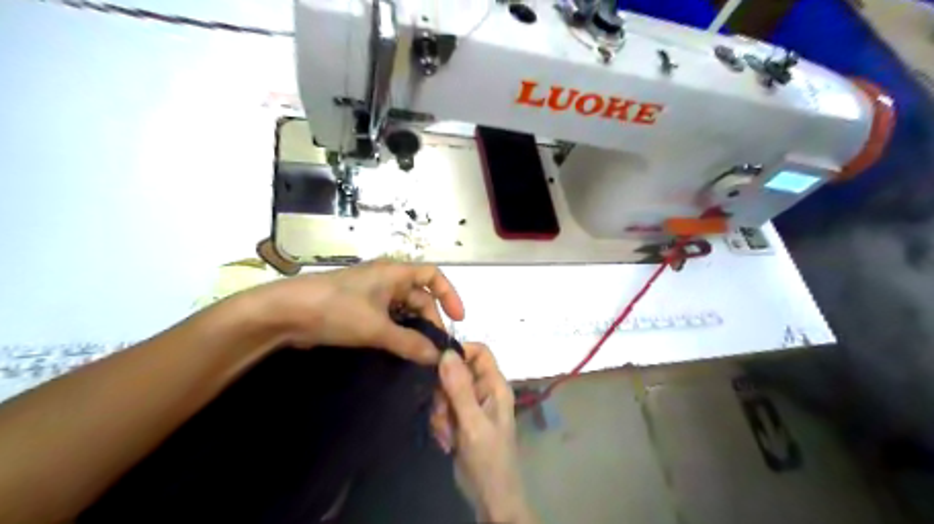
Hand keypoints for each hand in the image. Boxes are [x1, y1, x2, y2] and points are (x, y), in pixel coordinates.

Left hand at [251, 261, 462, 363]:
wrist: (284, 313)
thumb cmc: (335, 309)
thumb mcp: (376, 327)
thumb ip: (409, 342)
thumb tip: (437, 357)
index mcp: (394, 272)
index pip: (433, 275)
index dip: (449, 294)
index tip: (457, 320)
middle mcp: (386, 279)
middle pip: (419, 296)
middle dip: (430, 319)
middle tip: (434, 347)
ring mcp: (370, 294)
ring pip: (402, 309)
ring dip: (412, 328)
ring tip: (419, 353)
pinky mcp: (357, 308)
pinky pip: (386, 318)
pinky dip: (396, 332)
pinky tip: (398, 350)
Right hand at [428, 344, 532, 523]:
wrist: (490, 497)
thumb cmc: (488, 458)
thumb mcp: (473, 423)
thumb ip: (459, 388)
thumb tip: (446, 352)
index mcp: (495, 385)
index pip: (480, 351)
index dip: (460, 352)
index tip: (437, 365)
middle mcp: (484, 390)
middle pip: (457, 371)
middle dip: (444, 392)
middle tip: (443, 413)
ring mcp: (471, 405)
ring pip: (446, 391)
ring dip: (440, 412)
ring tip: (446, 433)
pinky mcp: (461, 419)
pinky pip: (443, 409)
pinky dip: (440, 423)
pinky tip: (445, 441)